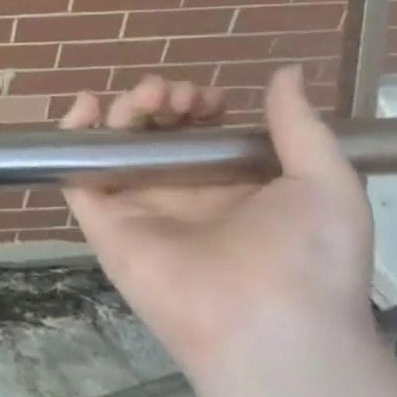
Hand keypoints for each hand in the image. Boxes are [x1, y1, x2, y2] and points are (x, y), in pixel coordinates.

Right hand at [61, 65, 374, 382]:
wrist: (271, 324)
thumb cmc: (308, 256)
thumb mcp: (325, 182)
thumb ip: (298, 126)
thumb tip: (287, 72)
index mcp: (228, 186)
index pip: (196, 132)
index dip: (197, 106)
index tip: (208, 100)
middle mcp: (179, 192)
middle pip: (151, 132)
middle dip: (160, 101)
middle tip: (173, 95)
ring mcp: (137, 205)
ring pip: (114, 144)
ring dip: (124, 110)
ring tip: (146, 99)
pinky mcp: (103, 220)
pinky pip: (76, 174)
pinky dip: (72, 136)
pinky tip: (85, 106)